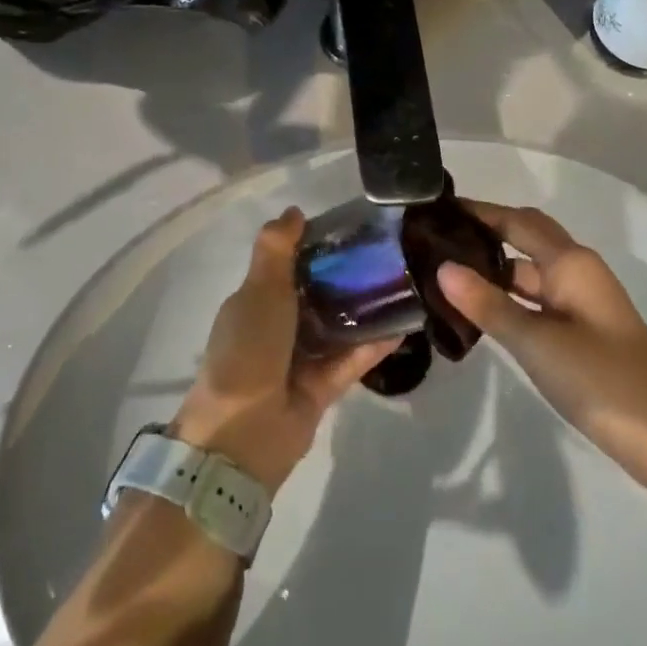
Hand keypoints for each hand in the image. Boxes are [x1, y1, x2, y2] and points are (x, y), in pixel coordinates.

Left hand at [172, 208, 396, 494]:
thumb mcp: (259, 290)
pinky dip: (373, 344)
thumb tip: (294, 211)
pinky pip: (351, 359)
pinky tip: (404, 324)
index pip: (290, 264)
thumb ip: (277, 249)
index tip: (353, 228)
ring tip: (404, 283)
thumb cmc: (248, 349)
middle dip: (348, 276)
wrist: (242, 434)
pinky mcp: (322, 388)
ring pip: (338, 326)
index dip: (318, 245)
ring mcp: (300, 359)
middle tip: (389, 253)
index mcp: (257, 300)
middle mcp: (278, 327)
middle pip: (318, 294)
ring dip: (365, 309)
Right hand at [438, 202, 646, 495]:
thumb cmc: (602, 380)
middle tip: (437, 237)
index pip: (516, 221)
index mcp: (570, 262)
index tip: (438, 208)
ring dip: (494, 268)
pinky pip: (537, 298)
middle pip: (525, 237)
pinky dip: (509, 297)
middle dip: (485, 232)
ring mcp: (581, 301)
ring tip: (446, 272)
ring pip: (530, 271)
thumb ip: (488, 304)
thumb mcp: (537, 343)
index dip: (479, 211)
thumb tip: (442, 266)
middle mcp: (577, 270)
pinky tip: (481, 311)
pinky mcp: (582, 329)